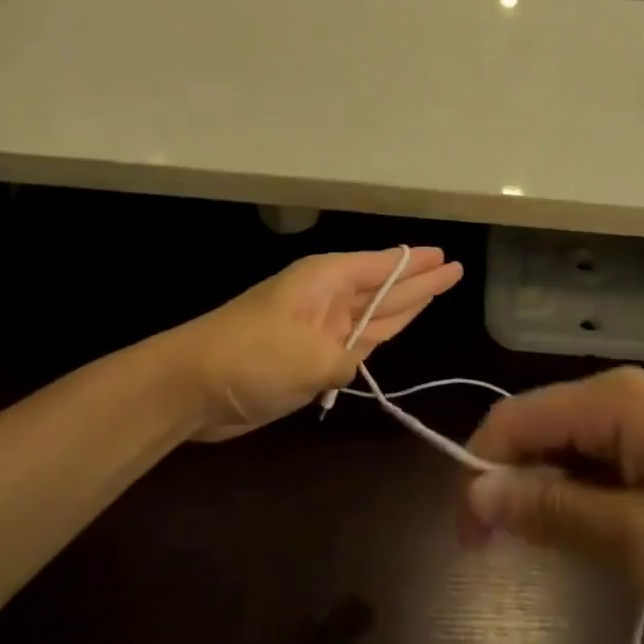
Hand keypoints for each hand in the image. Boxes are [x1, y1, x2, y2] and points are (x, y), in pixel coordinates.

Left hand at [177, 248, 462, 440]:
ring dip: (403, 306)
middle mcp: (325, 298)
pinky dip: (377, 337)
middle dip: (418, 281)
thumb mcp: (311, 359)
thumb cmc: (251, 357)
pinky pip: (356, 342)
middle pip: (382, 288)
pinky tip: (395, 328)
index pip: (381, 267)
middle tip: (454, 270)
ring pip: (372, 313)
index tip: (445, 256)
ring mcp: (316, 328)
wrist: (190, 387)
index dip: (415, 265)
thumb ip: (346, 360)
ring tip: (435, 291)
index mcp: (325, 281)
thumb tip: (349, 365)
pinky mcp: (307, 357)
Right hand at [461, 367, 643, 634]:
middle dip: (515, 486)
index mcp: (615, 400)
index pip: (515, 418)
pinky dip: (586, 498)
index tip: (468, 540)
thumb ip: (554, 512)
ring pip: (570, 448)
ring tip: (564, 555)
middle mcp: (626, 394)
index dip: (479, 471)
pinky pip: (603, 461)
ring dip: (552, 496)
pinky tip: (603, 538)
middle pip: (540, 429)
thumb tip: (475, 494)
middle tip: (511, 559)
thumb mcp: (641, 542)